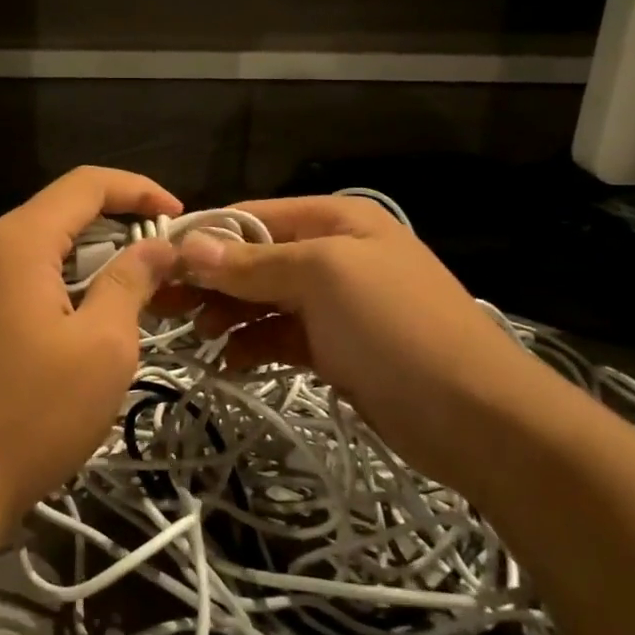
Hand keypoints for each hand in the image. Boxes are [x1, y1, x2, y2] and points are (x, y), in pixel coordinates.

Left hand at [0, 167, 181, 521]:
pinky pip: (10, 277)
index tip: (176, 217)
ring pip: (33, 247)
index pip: (85, 184)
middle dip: (114, 228)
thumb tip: (158, 247)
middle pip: (56, 213)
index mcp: (14, 241)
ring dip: (83, 260)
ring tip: (125, 295)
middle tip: (159, 263)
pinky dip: (51, 283)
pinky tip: (73, 320)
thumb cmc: (28, 415)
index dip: (138, 190)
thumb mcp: (101, 348)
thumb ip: (131, 283)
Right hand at [172, 196, 554, 489]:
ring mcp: (335, 303)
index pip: (252, 217)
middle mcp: (333, 253)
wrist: (477, 417)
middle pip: (254, 258)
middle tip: (164, 307)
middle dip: (210, 280)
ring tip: (197, 337)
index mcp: (336, 220)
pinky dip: (253, 344)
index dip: (205, 238)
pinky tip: (230, 361)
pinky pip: (280, 335)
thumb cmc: (397, 328)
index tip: (157, 264)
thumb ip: (253, 263)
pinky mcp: (335, 347)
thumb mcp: (323, 278)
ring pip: (263, 299)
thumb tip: (189, 247)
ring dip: (228, 314)